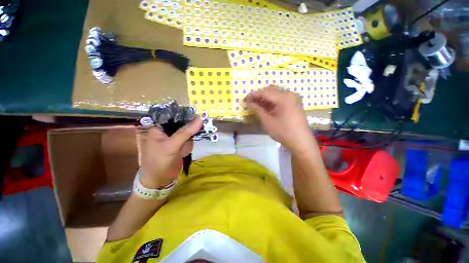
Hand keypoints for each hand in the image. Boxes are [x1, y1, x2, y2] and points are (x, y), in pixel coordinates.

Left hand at [139, 116, 202, 188]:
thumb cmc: (160, 161)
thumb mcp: (171, 145)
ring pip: (189, 133)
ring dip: (188, 142)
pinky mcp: (180, 145)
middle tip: (191, 136)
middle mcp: (168, 131)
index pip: (176, 115)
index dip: (187, 115)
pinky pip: (189, 141)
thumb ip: (185, 132)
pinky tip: (182, 153)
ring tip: (181, 150)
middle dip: (189, 132)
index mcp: (160, 127)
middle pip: (184, 124)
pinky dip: (188, 147)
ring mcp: (175, 138)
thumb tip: (200, 118)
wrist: (160, 180)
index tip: (198, 118)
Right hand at [246, 85, 314, 152]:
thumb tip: (248, 102)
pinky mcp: (295, 102)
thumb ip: (257, 110)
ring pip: (276, 93)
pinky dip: (272, 101)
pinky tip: (266, 106)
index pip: (265, 92)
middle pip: (271, 90)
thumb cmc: (283, 132)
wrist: (300, 141)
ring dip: (265, 98)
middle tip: (250, 102)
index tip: (245, 99)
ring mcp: (294, 97)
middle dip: (259, 96)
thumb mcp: (267, 121)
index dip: (253, 95)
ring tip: (257, 105)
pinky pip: (281, 97)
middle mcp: (290, 94)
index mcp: (284, 98)